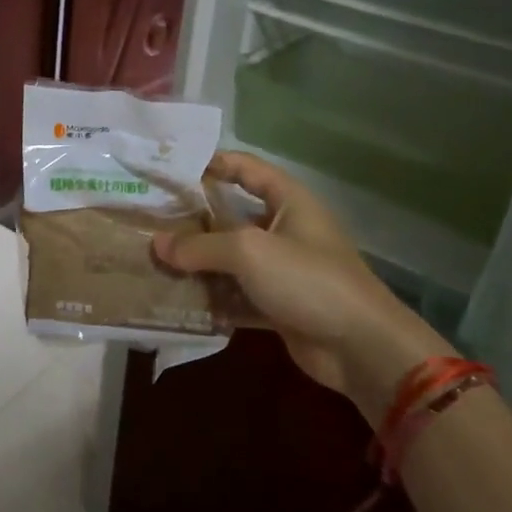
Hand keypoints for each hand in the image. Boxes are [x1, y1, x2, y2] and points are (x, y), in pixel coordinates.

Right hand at [152, 152, 448, 416]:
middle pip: (231, 216)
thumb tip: (157, 245)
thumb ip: (200, 245)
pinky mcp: (278, 305)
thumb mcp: (249, 252)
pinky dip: (212, 297)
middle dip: (193, 220)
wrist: (362, 348)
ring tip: (154, 261)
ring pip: (230, 259)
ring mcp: (282, 269)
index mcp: (288, 201)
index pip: (246, 168)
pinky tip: (178, 299)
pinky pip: (237, 294)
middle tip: (149, 221)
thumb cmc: (308, 280)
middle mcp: (284, 229)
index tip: (170, 169)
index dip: (212, 163)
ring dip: (198, 263)